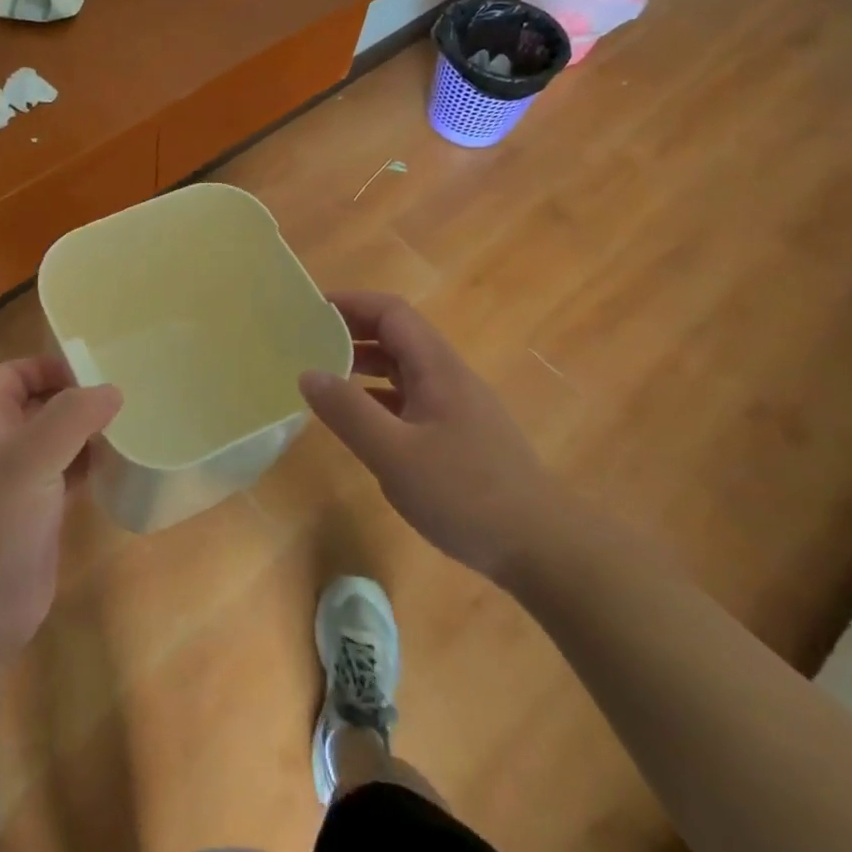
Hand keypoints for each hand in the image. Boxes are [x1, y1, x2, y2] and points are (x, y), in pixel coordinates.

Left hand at [0, 357, 121, 677]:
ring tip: (130, 425)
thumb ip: (70, 419)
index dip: (48, 366)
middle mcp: (4, 445)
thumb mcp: (30, 461)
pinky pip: (70, 474)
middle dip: (76, 397)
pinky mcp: (42, 514)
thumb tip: (112, 390)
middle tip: (124, 395)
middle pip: (41, 404)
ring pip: (59, 439)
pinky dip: (92, 464)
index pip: (15, 373)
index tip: (92, 372)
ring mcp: (22, 481)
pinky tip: (119, 464)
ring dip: (89, 431)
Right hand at [298, 290, 571, 577]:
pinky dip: (379, 397)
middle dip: (352, 331)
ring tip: (324, 376)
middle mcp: (448, 376)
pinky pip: (411, 398)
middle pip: (397, 335)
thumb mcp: (395, 454)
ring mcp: (457, 406)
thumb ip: (349, 412)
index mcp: (437, 368)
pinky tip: (359, 421)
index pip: (391, 313)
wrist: (544, 549)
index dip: (351, 303)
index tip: (310, 311)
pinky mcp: (459, 435)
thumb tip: (308, 373)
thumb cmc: (466, 494)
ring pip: (404, 368)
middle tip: (308, 342)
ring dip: (364, 364)